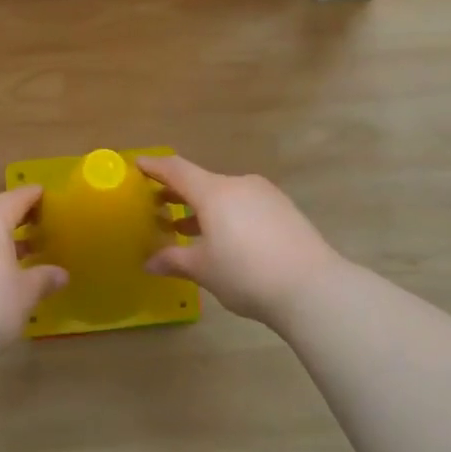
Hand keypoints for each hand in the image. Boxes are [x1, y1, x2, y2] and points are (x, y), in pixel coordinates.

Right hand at [139, 156, 343, 326]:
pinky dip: (227, 215)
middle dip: (177, 194)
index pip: (176, 170)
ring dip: (203, 208)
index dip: (155, 167)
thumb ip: (174, 260)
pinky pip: (245, 205)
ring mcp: (265, 195)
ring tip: (186, 229)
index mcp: (214, 192)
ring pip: (225, 195)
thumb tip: (149, 262)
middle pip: (201, 182)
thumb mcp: (203, 269)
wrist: (312, 287)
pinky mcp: (284, 210)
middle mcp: (239, 185)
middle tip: (157, 205)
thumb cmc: (246, 273)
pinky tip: (224, 239)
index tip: (138, 164)